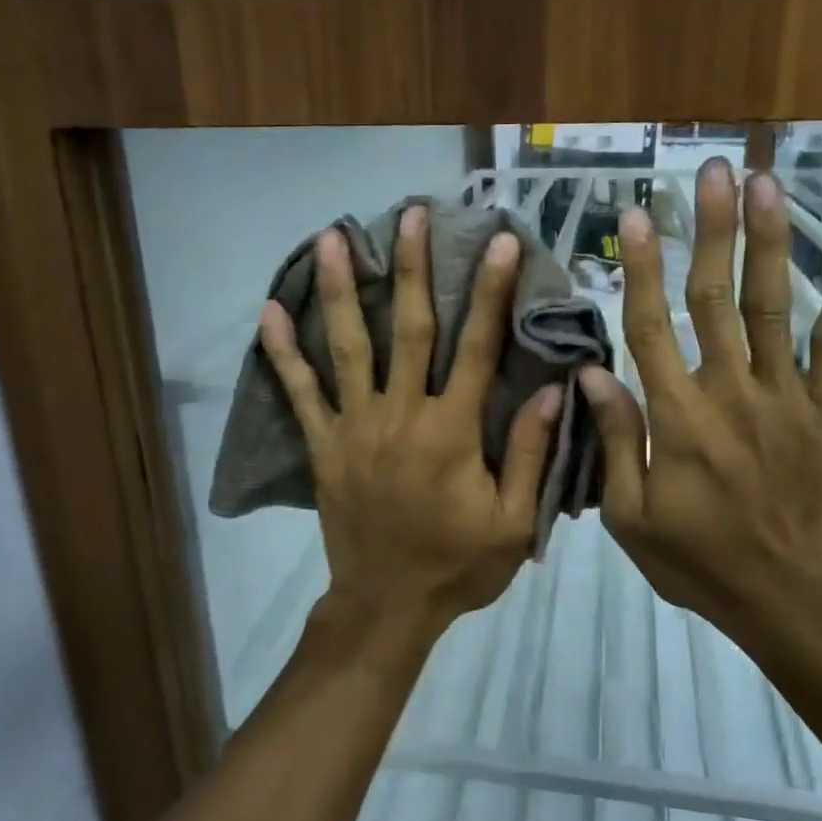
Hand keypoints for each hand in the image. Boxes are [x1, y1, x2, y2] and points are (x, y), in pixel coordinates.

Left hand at [259, 206, 563, 646]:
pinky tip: (268, 313)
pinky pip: (300, 394)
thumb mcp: (513, 522)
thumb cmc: (457, 565)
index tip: (499, 242)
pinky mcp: (324, 446)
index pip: (476, 348)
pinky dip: (283, 354)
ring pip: (348, 347)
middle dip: (411, 267)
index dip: (490, 292)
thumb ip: (532, 454)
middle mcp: (401, 415)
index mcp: (452, 431)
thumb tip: (553, 387)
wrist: (387, 607)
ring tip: (330, 238)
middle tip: (410, 214)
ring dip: (340, 290)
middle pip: (409, 328)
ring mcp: (355, 427)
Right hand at [579, 159, 821, 640]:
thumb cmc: (697, 560)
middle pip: (714, 297)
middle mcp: (731, 391)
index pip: (651, 326)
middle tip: (712, 171)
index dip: (641, 268)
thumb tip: (591, 375)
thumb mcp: (630, 517)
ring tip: (766, 182)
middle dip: (711, 229)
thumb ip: (616, 441)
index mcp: (678, 418)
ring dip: (768, 240)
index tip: (635, 214)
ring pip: (772, 305)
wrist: (786, 595)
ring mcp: (786, 396)